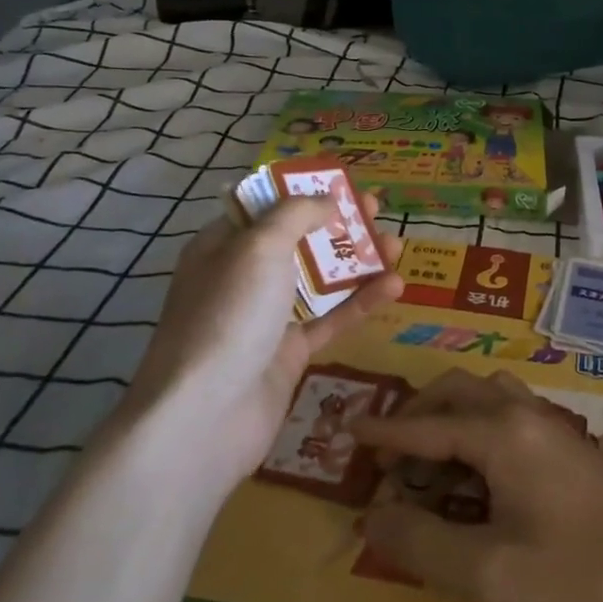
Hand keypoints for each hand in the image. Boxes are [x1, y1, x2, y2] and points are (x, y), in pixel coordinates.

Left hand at [127, 191, 403, 481]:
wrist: (205, 417)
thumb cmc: (229, 315)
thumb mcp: (259, 247)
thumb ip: (296, 214)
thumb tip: (327, 200)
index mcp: (223, 246)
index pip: (266, 208)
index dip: (304, 192)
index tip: (344, 185)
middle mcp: (243, 278)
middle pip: (298, 241)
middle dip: (338, 224)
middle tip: (376, 210)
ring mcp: (266, 318)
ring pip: (319, 281)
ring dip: (357, 262)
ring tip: (397, 246)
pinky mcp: (288, 354)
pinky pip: (330, 319)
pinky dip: (360, 302)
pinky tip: (394, 286)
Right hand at [349, 369, 602, 601]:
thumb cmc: (582, 575)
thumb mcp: (490, 573)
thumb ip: (422, 543)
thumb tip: (369, 516)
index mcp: (500, 434)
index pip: (425, 426)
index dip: (383, 433)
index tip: (347, 431)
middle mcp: (525, 415)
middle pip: (458, 392)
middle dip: (418, 414)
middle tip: (389, 453)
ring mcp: (555, 427)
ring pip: (490, 396)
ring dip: (453, 414)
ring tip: (432, 458)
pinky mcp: (574, 446)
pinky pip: (513, 414)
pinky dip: (481, 426)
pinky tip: (483, 471)